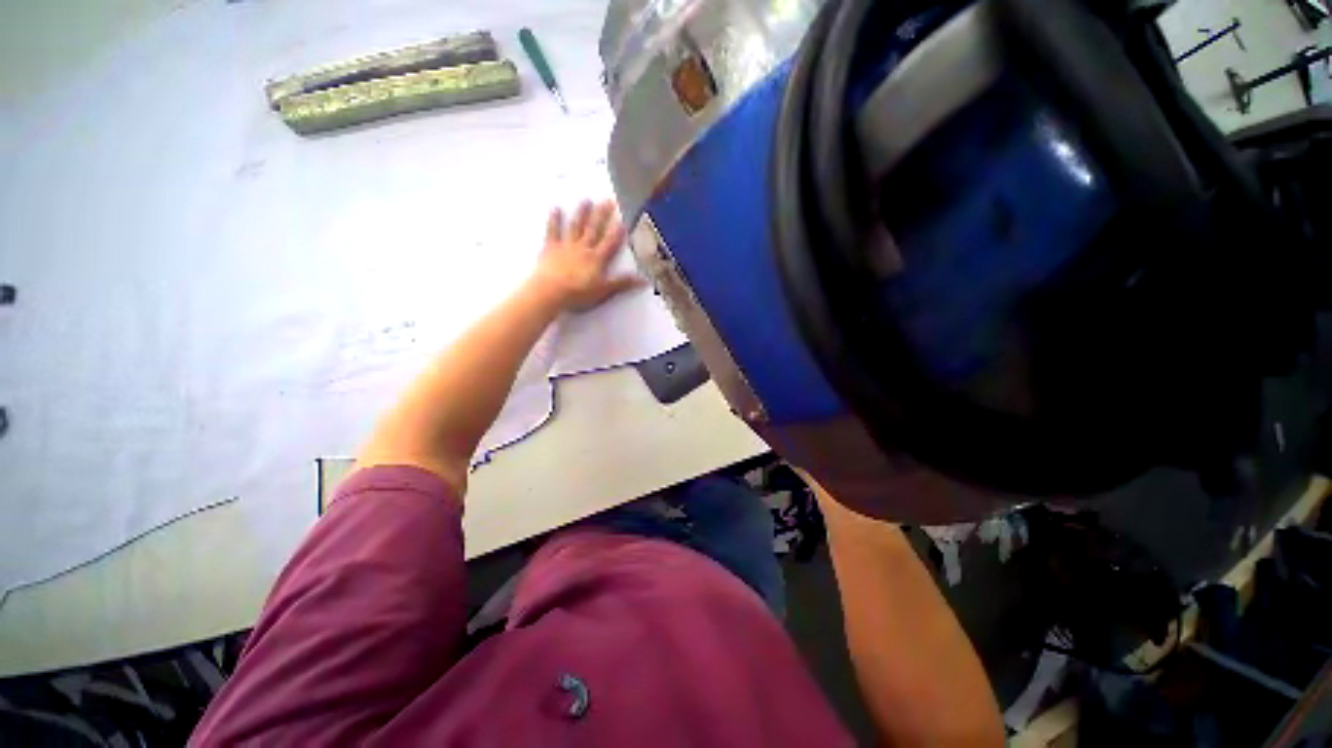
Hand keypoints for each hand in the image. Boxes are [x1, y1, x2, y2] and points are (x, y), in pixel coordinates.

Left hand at [533, 199, 643, 311]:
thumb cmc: (578, 293)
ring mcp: (566, 246)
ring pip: (576, 227)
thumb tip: (644, 280)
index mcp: (597, 259)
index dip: (618, 232)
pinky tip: (555, 209)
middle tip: (607, 201)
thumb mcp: (604, 290)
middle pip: (594, 229)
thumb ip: (622, 283)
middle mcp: (583, 248)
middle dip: (602, 215)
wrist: (551, 291)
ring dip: (582, 214)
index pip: (610, 243)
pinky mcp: (550, 248)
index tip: (623, 220)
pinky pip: (553, 231)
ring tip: (586, 200)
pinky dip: (554, 220)